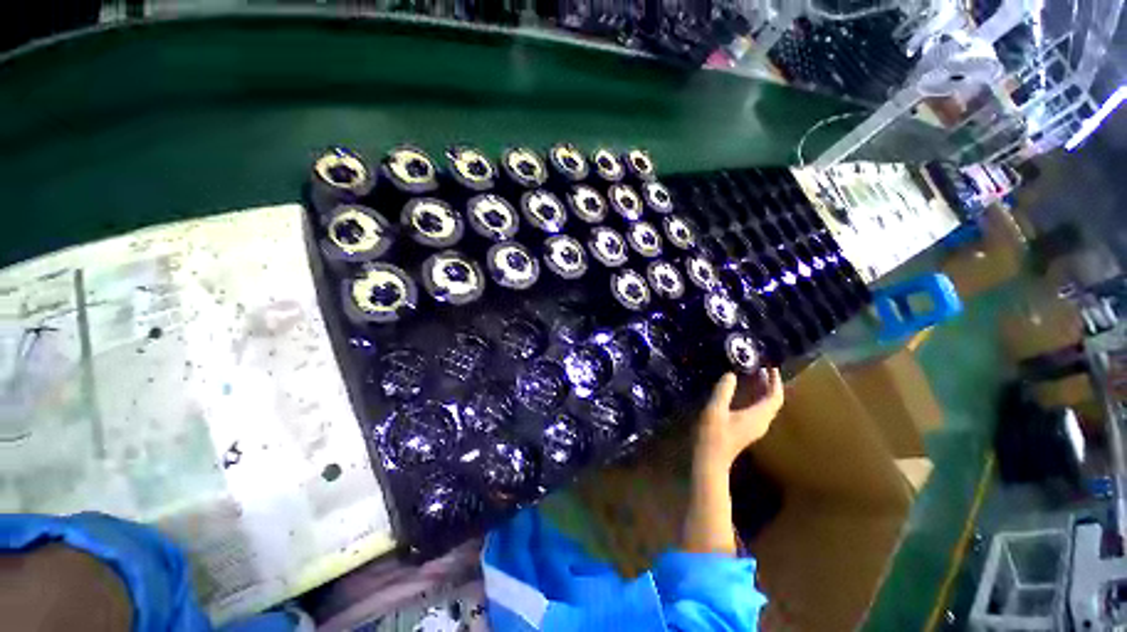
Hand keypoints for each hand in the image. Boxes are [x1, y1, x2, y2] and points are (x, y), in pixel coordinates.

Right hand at [694, 369, 783, 473]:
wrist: (710, 459)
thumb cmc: (713, 434)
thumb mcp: (715, 409)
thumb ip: (724, 391)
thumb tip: (731, 374)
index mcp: (758, 416)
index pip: (775, 397)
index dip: (775, 381)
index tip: (771, 366)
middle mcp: (761, 421)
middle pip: (772, 401)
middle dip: (770, 383)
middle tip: (761, 367)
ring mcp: (755, 427)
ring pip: (765, 405)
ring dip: (762, 390)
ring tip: (753, 375)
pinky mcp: (747, 428)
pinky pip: (758, 409)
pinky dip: (755, 397)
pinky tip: (743, 391)